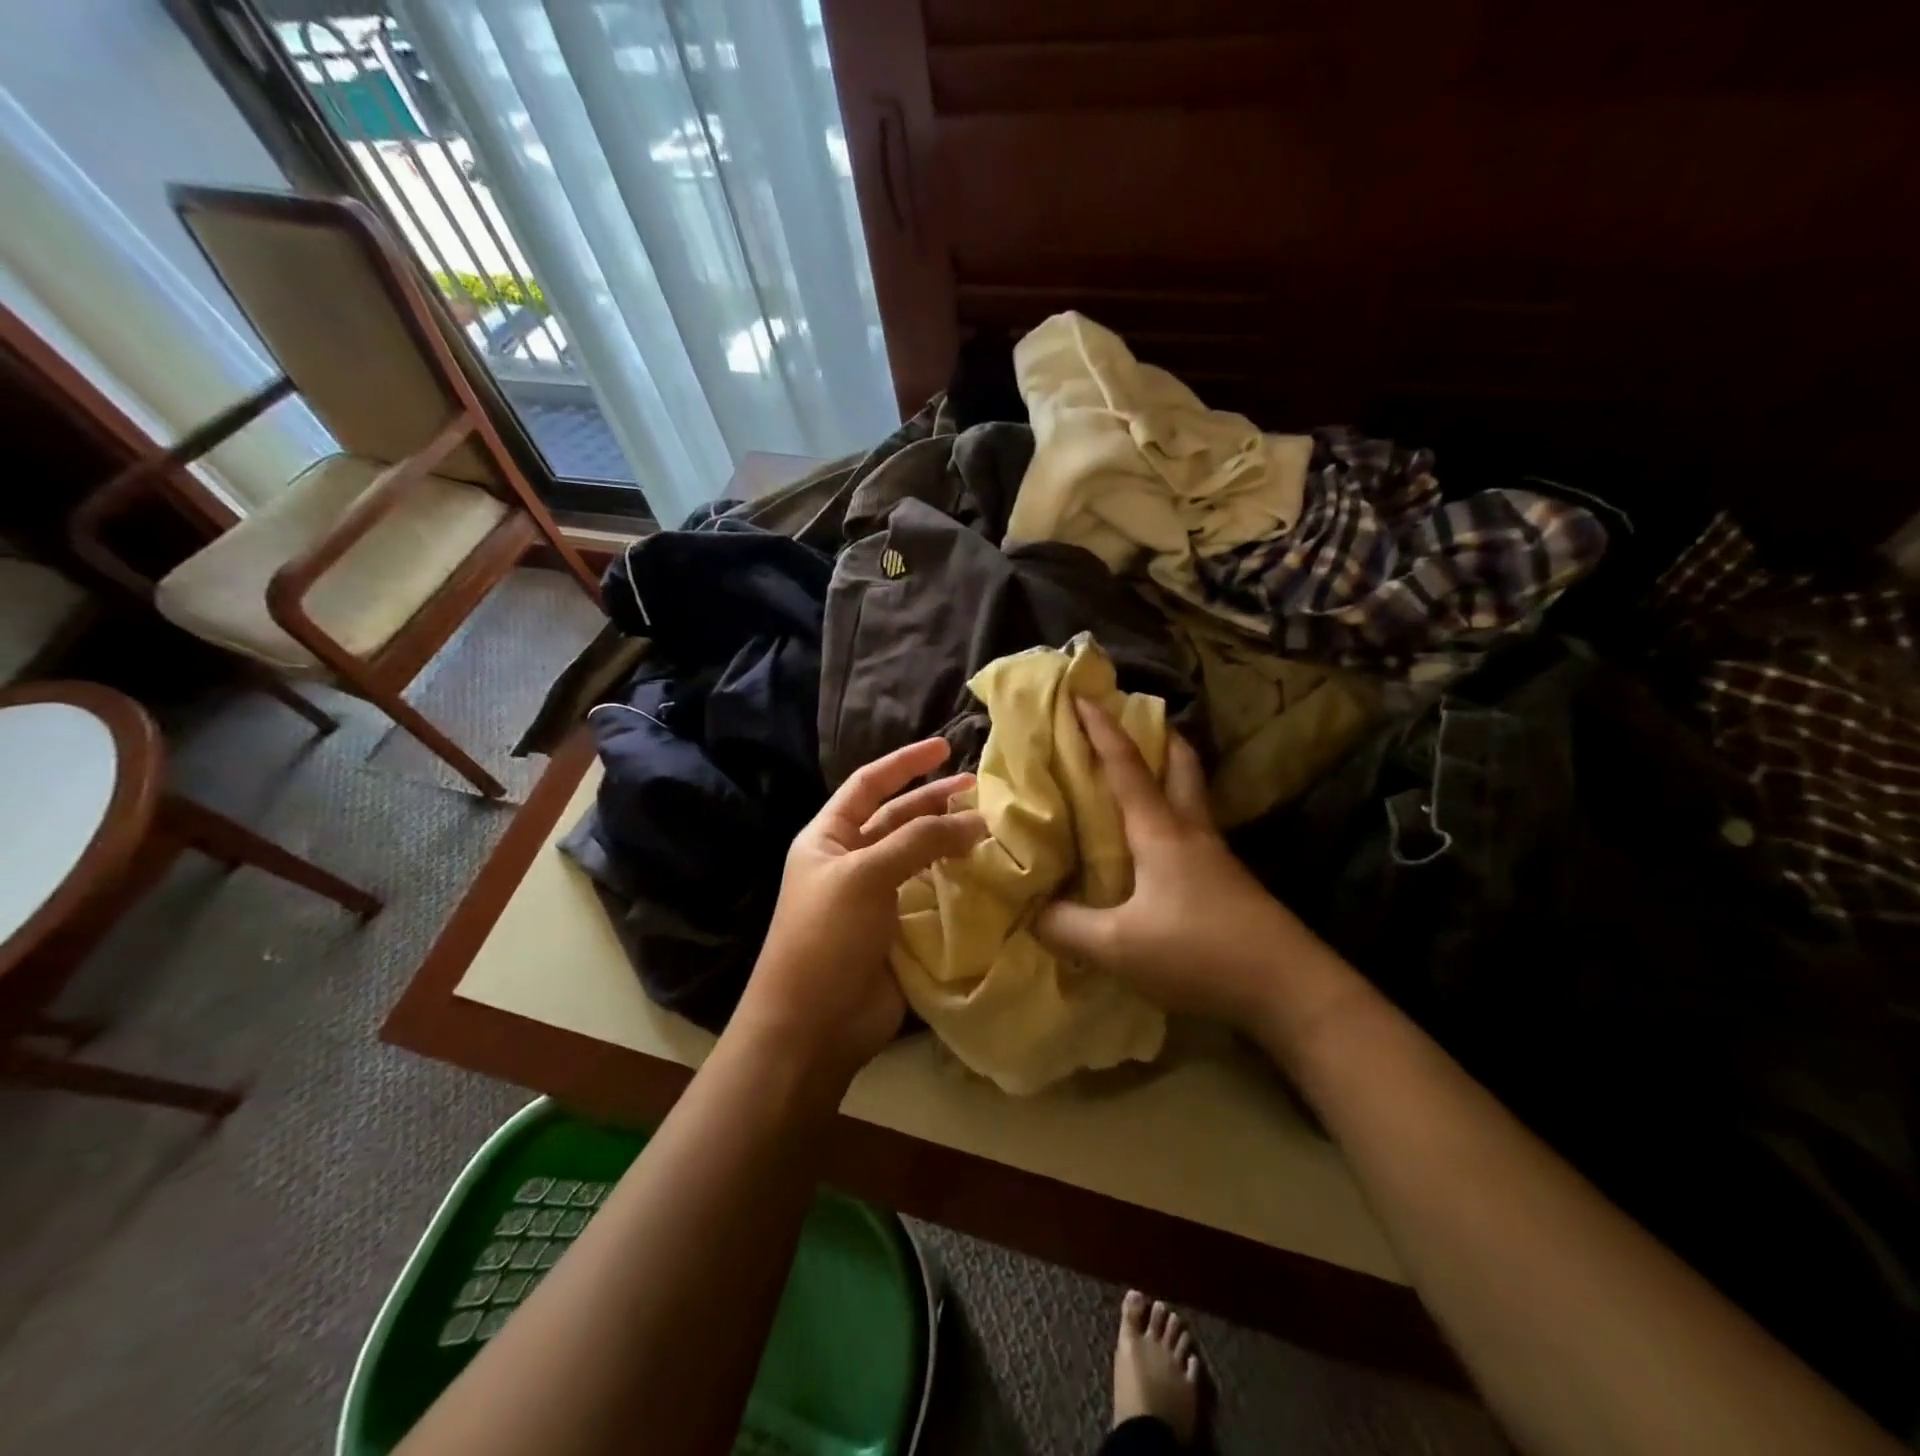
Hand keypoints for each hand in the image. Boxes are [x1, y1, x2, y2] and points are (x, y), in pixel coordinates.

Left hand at [733, 737, 986, 1078]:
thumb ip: (919, 841)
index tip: (943, 746)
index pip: (868, 785)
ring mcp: (877, 897)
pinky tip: (987, 872)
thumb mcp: (865, 875)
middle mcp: (852, 861)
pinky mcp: (900, 930)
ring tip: (991, 828)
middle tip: (981, 790)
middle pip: (899, 818)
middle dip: (936, 801)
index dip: (904, 763)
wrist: (812, 1025)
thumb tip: (975, 821)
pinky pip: (933, 895)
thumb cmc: (826, 936)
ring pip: (921, 857)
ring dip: (951, 841)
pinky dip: (958, 882)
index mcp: (829, 838)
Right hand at [1035, 700, 1327, 1034]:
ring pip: (1191, 798)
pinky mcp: (1229, 883)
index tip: (1082, 694)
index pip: (1126, 766)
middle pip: (1181, 765)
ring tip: (1137, 780)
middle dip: (1158, 737)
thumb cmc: (1198, 952)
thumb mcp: (1118, 947)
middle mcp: (1192, 832)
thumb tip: (1032, 911)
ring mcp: (1216, 857)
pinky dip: (1172, 818)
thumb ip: (1067, 927)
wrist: (1289, 988)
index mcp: (1161, 832)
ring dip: (1168, 776)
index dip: (1101, 729)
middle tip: (1132, 724)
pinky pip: (1194, 832)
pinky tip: (1155, 846)